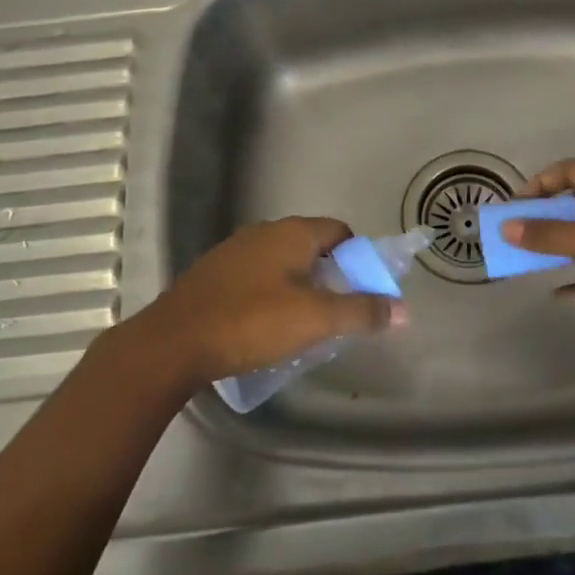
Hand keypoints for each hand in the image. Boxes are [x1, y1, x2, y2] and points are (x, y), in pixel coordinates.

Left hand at [120, 218, 402, 390]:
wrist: (172, 343)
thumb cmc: (251, 322)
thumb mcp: (315, 320)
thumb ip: (361, 312)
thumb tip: (402, 309)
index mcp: (292, 232)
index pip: (340, 231)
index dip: (358, 258)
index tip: (362, 290)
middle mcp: (264, 232)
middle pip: (311, 247)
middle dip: (330, 276)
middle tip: (337, 313)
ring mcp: (234, 251)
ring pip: (282, 263)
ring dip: (299, 287)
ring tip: (303, 326)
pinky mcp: (212, 275)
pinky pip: (256, 278)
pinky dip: (270, 295)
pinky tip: (264, 328)